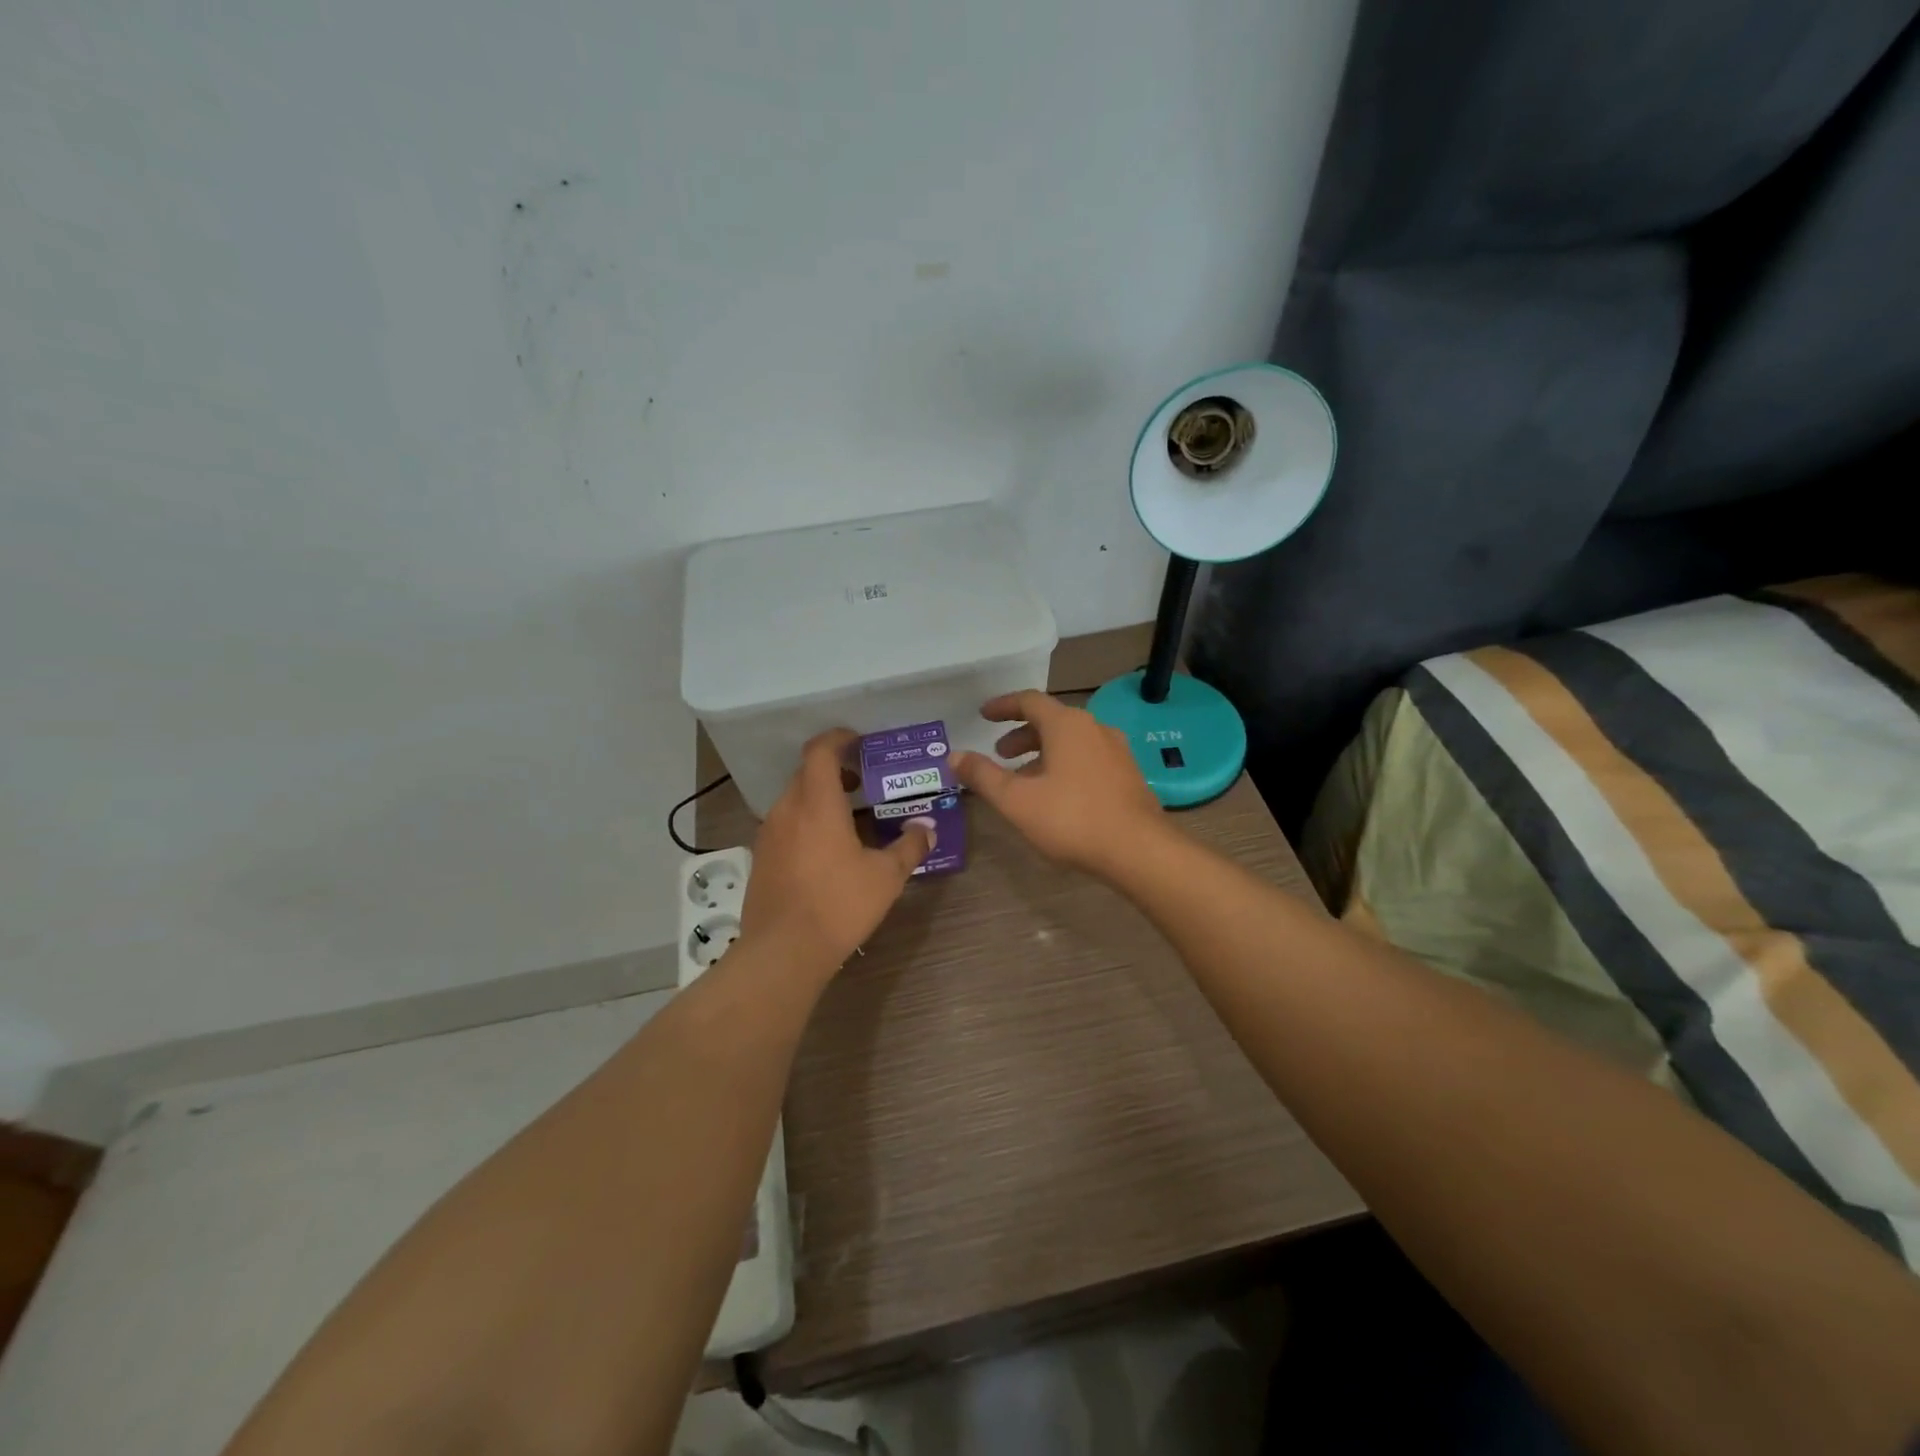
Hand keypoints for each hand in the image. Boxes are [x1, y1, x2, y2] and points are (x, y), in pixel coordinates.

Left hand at [741, 729, 931, 974]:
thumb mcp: (886, 877)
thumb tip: (928, 829)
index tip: (859, 741)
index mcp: (817, 803)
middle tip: (863, 780)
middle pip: (807, 773)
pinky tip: (827, 849)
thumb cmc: (838, 904)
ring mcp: (768, 834)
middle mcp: (787, 810)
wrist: (783, 952)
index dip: (839, 738)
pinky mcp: (762, 858)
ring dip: (820, 797)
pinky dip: (806, 821)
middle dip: (834, 769)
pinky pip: (786, 824)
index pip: (820, 751)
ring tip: (850, 816)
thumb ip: (910, 846)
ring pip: (794, 799)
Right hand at [954, 692, 1166, 876]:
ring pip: (1071, 741)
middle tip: (1000, 754)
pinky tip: (1057, 795)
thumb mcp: (1017, 800)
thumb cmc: (1071, 819)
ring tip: (1024, 779)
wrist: (1138, 850)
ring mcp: (1116, 751)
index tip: (984, 715)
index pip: (1029, 701)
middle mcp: (1094, 728)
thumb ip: (983, 776)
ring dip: (1043, 752)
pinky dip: (1064, 765)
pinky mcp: (1128, 774)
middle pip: (1051, 721)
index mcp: (1067, 725)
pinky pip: (1088, 758)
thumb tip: (955, 756)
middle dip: (1022, 735)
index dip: (1003, 706)